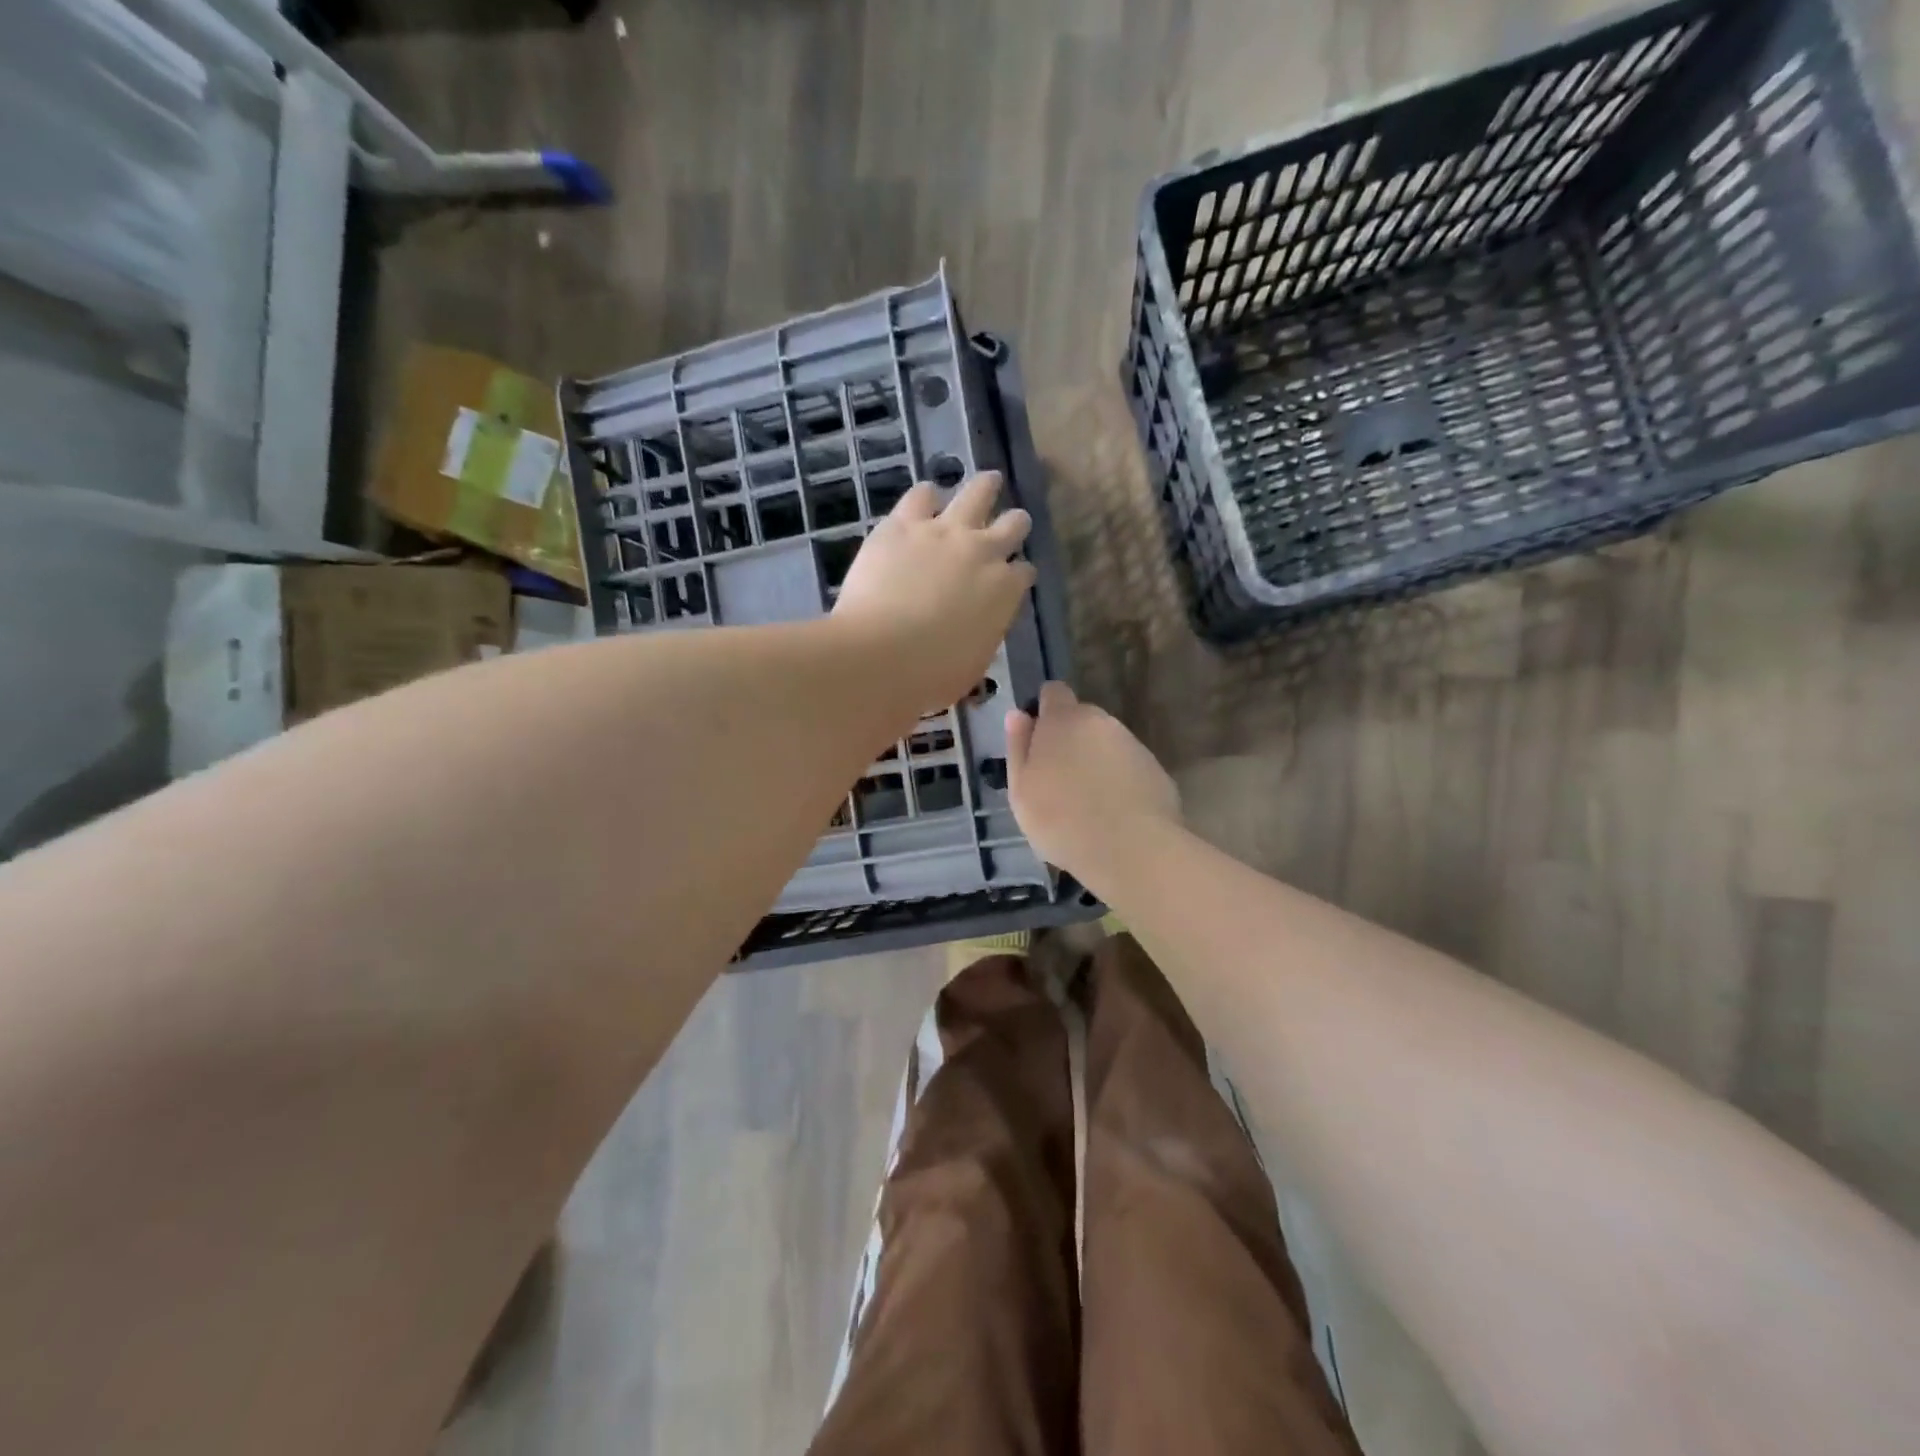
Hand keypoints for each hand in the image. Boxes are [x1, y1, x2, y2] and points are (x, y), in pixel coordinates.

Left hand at [832, 473, 1035, 712]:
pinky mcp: (904, 524)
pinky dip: (927, 496)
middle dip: (1015, 524)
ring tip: (989, 481)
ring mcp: (944, 532)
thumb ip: (982, 634)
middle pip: (1013, 525)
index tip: (1014, 575)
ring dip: (986, 487)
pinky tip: (926, 497)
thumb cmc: (932, 674)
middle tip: (1015, 520)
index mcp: (1005, 592)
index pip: (1023, 572)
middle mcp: (983, 552)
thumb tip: (976, 627)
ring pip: (977, 493)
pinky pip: (922, 495)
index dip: (1018, 573)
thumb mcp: (973, 663)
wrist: (881, 654)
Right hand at [1005, 682, 1180, 883]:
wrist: (1131, 849)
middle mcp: (1102, 722)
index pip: (1054, 692)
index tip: (1038, 740)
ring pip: (1106, 745)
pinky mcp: (1157, 771)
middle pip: (1082, 720)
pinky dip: (1119, 782)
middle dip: (1071, 740)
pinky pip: (1129, 769)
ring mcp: (1133, 745)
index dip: (1044, 711)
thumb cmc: (1061, 819)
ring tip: (1087, 804)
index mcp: (1064, 720)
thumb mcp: (1021, 789)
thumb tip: (1018, 715)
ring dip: (1096, 763)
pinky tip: (1113, 815)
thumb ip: (1018, 747)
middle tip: (1058, 781)